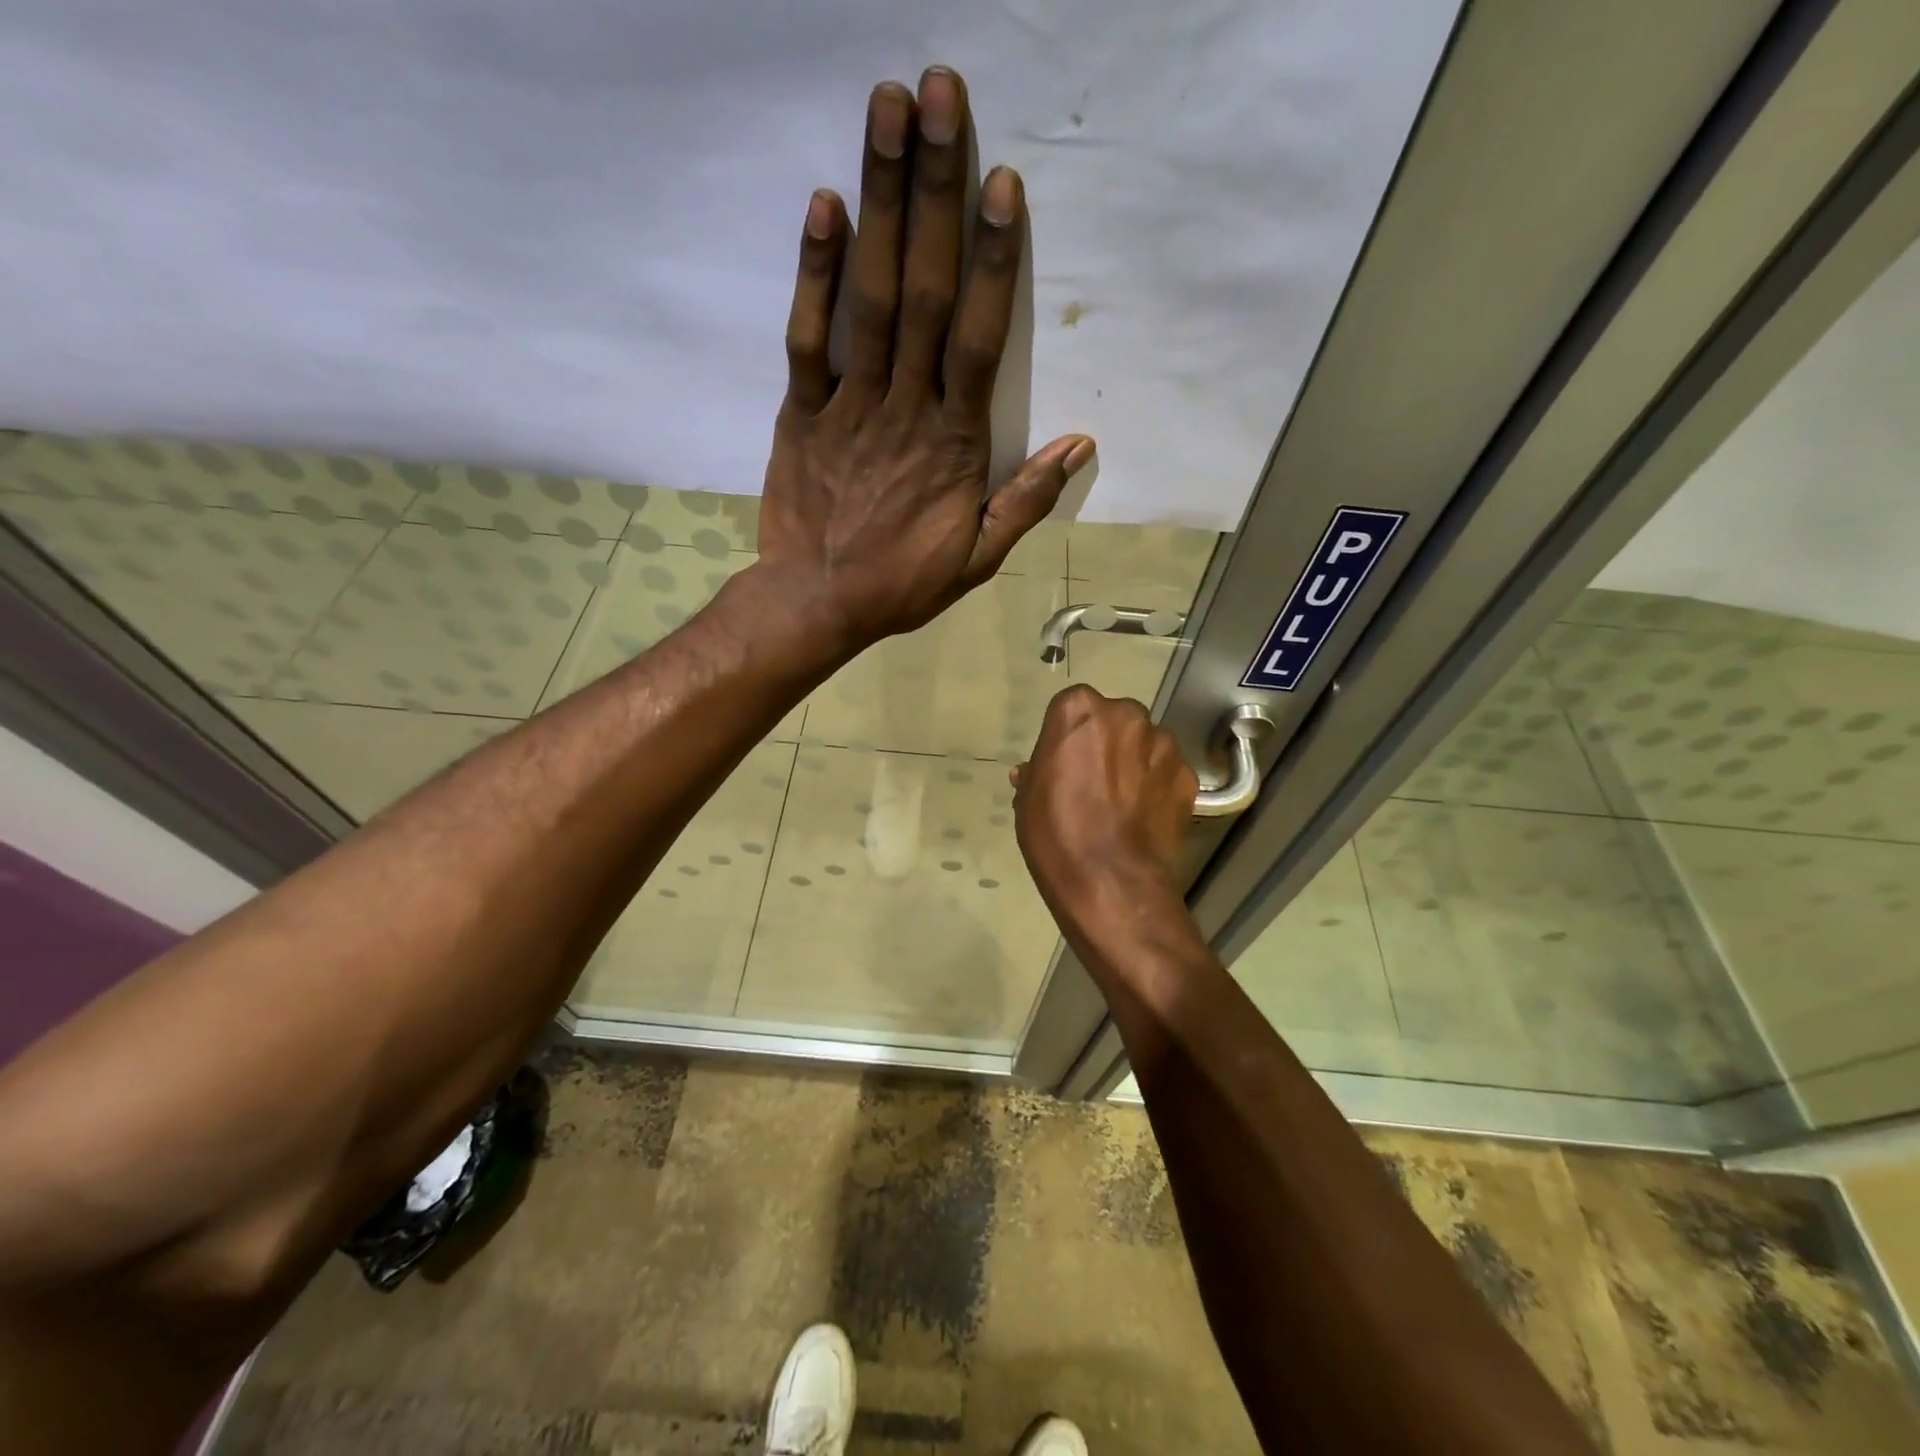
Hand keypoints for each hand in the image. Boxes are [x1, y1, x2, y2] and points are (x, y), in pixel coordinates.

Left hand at [755, 67, 1094, 652]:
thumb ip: (1025, 500)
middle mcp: (904, 407)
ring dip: (879, 203)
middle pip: (922, 291)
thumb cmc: (902, 582)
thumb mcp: (978, 557)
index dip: (991, 260)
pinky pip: (807, 338)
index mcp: (952, 443)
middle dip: (933, 193)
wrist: (818, 603)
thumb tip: (1079, 446)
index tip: (999, 183)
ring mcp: (848, 405)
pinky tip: (825, 205)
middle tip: (939, 96)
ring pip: (869, 298)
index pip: (978, 338)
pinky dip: (815, 274)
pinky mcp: (801, 412)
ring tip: (887, 113)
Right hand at [1013, 686, 1198, 924]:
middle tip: (1094, 781)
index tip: (1064, 762)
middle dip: (1106, 743)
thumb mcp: (1027, 801)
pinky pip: (1167, 772)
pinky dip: (1158, 787)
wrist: (1111, 882)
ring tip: (1123, 803)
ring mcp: (1163, 744)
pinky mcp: (1188, 776)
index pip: (1072, 707)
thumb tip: (1034, 771)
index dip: (1067, 737)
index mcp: (1079, 711)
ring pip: (1145, 744)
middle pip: (1114, 720)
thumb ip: (1036, 773)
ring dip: (1135, 762)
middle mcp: (1126, 715)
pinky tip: (1145, 817)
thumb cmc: (1056, 835)